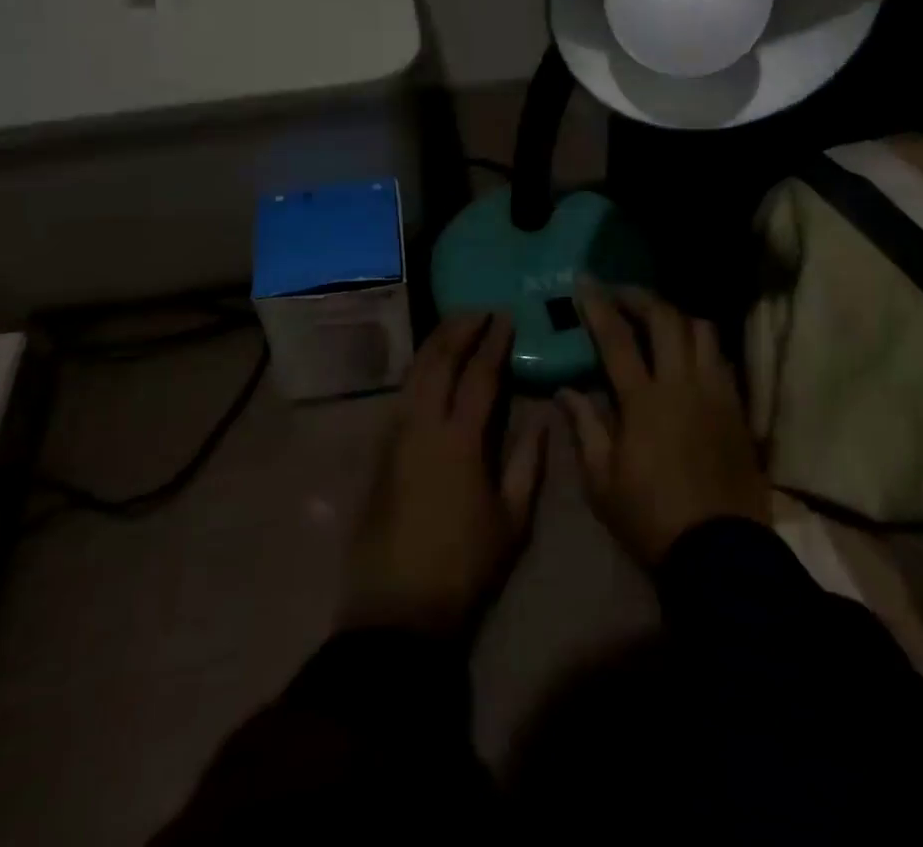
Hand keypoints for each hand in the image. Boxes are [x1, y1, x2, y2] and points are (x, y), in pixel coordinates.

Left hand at [343, 313, 548, 636]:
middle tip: (478, 311)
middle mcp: (421, 426)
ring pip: (412, 373)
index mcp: (459, 440)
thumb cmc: (464, 567)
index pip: (478, 375)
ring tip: (455, 328)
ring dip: (434, 345)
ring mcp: (394, 436)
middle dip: (457, 329)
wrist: (397, 610)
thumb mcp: (512, 520)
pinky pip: (402, 395)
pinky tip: (431, 370)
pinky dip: (419, 370)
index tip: (506, 318)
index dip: (493, 343)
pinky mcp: (379, 452)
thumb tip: (543, 419)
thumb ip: (528, 463)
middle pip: (437, 360)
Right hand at [559, 283, 770, 567]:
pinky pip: (721, 356)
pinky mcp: (738, 407)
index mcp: (644, 400)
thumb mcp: (601, 480)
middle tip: (619, 293)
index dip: (598, 306)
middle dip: (639, 296)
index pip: (617, 337)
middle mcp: (683, 383)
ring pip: (701, 329)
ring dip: (675, 315)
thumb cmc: (650, 517)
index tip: (583, 283)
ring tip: (656, 319)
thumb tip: (566, 390)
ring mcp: (716, 391)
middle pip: (665, 318)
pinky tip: (688, 352)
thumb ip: (585, 426)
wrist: (720, 551)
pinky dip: (701, 343)